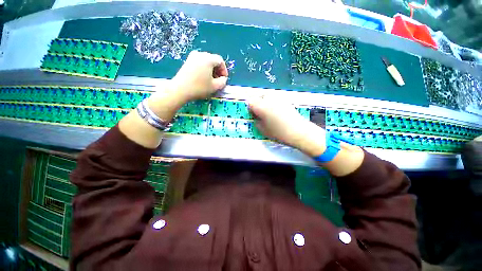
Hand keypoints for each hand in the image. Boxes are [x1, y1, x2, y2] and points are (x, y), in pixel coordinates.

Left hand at [170, 51, 228, 101]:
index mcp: (208, 59)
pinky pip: (199, 63)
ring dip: (211, 70)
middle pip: (213, 60)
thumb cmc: (199, 88)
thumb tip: (223, 79)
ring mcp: (192, 57)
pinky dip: (204, 69)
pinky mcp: (187, 62)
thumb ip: (223, 82)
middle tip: (218, 80)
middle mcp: (200, 54)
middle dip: (218, 70)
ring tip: (211, 80)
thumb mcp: (215, 87)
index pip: (220, 61)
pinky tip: (203, 78)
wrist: (180, 89)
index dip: (224, 70)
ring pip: (206, 61)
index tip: (224, 79)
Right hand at [249, 97, 326, 156]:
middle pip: (258, 98)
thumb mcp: (262, 130)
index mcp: (260, 106)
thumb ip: (256, 121)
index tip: (253, 115)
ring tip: (269, 113)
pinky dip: (273, 104)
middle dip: (257, 105)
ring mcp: (278, 98)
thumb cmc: (278, 132)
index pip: (250, 103)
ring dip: (265, 103)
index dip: (250, 109)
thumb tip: (256, 117)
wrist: (298, 131)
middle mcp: (268, 99)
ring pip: (267, 97)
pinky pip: (274, 99)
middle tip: (260, 115)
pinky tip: (277, 112)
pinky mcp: (285, 100)